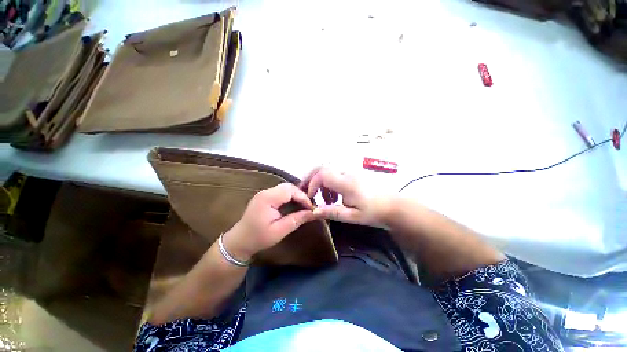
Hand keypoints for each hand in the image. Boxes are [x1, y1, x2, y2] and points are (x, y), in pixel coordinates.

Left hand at [222, 183, 316, 260]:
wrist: (239, 242)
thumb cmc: (259, 238)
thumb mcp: (280, 231)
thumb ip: (297, 219)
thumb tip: (314, 213)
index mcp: (268, 198)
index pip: (290, 190)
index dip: (303, 197)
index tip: (311, 208)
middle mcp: (265, 192)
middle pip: (288, 186)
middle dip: (300, 194)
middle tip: (308, 206)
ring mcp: (264, 193)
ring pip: (285, 188)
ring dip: (295, 195)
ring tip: (303, 205)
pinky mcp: (264, 196)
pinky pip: (280, 192)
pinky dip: (290, 196)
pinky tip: (294, 204)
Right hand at [300, 167, 391, 227]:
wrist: (393, 206)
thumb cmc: (373, 213)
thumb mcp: (352, 216)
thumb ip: (332, 212)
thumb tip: (314, 211)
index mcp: (346, 183)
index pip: (322, 175)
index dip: (312, 184)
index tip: (310, 198)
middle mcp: (347, 173)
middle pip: (322, 168)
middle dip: (311, 179)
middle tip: (307, 192)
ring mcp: (350, 172)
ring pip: (328, 171)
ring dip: (321, 182)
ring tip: (324, 200)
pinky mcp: (353, 174)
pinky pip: (335, 174)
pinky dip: (329, 183)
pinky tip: (334, 197)